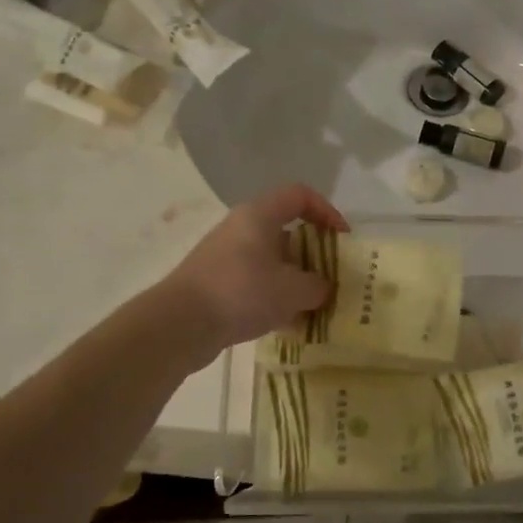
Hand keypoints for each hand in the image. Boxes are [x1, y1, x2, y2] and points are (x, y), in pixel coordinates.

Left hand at [162, 184, 348, 356]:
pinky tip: (290, 327)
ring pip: (272, 261)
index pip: (300, 195)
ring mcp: (227, 257)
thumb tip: (322, 288)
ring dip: (296, 281)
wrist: (179, 324)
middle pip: (287, 231)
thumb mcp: (293, 290)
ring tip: (315, 308)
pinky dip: (275, 299)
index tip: (343, 239)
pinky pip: (256, 284)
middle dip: (314, 255)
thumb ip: (318, 286)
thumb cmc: (242, 292)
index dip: (327, 212)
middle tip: (332, 279)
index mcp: (260, 215)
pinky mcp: (217, 284)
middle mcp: (242, 229)